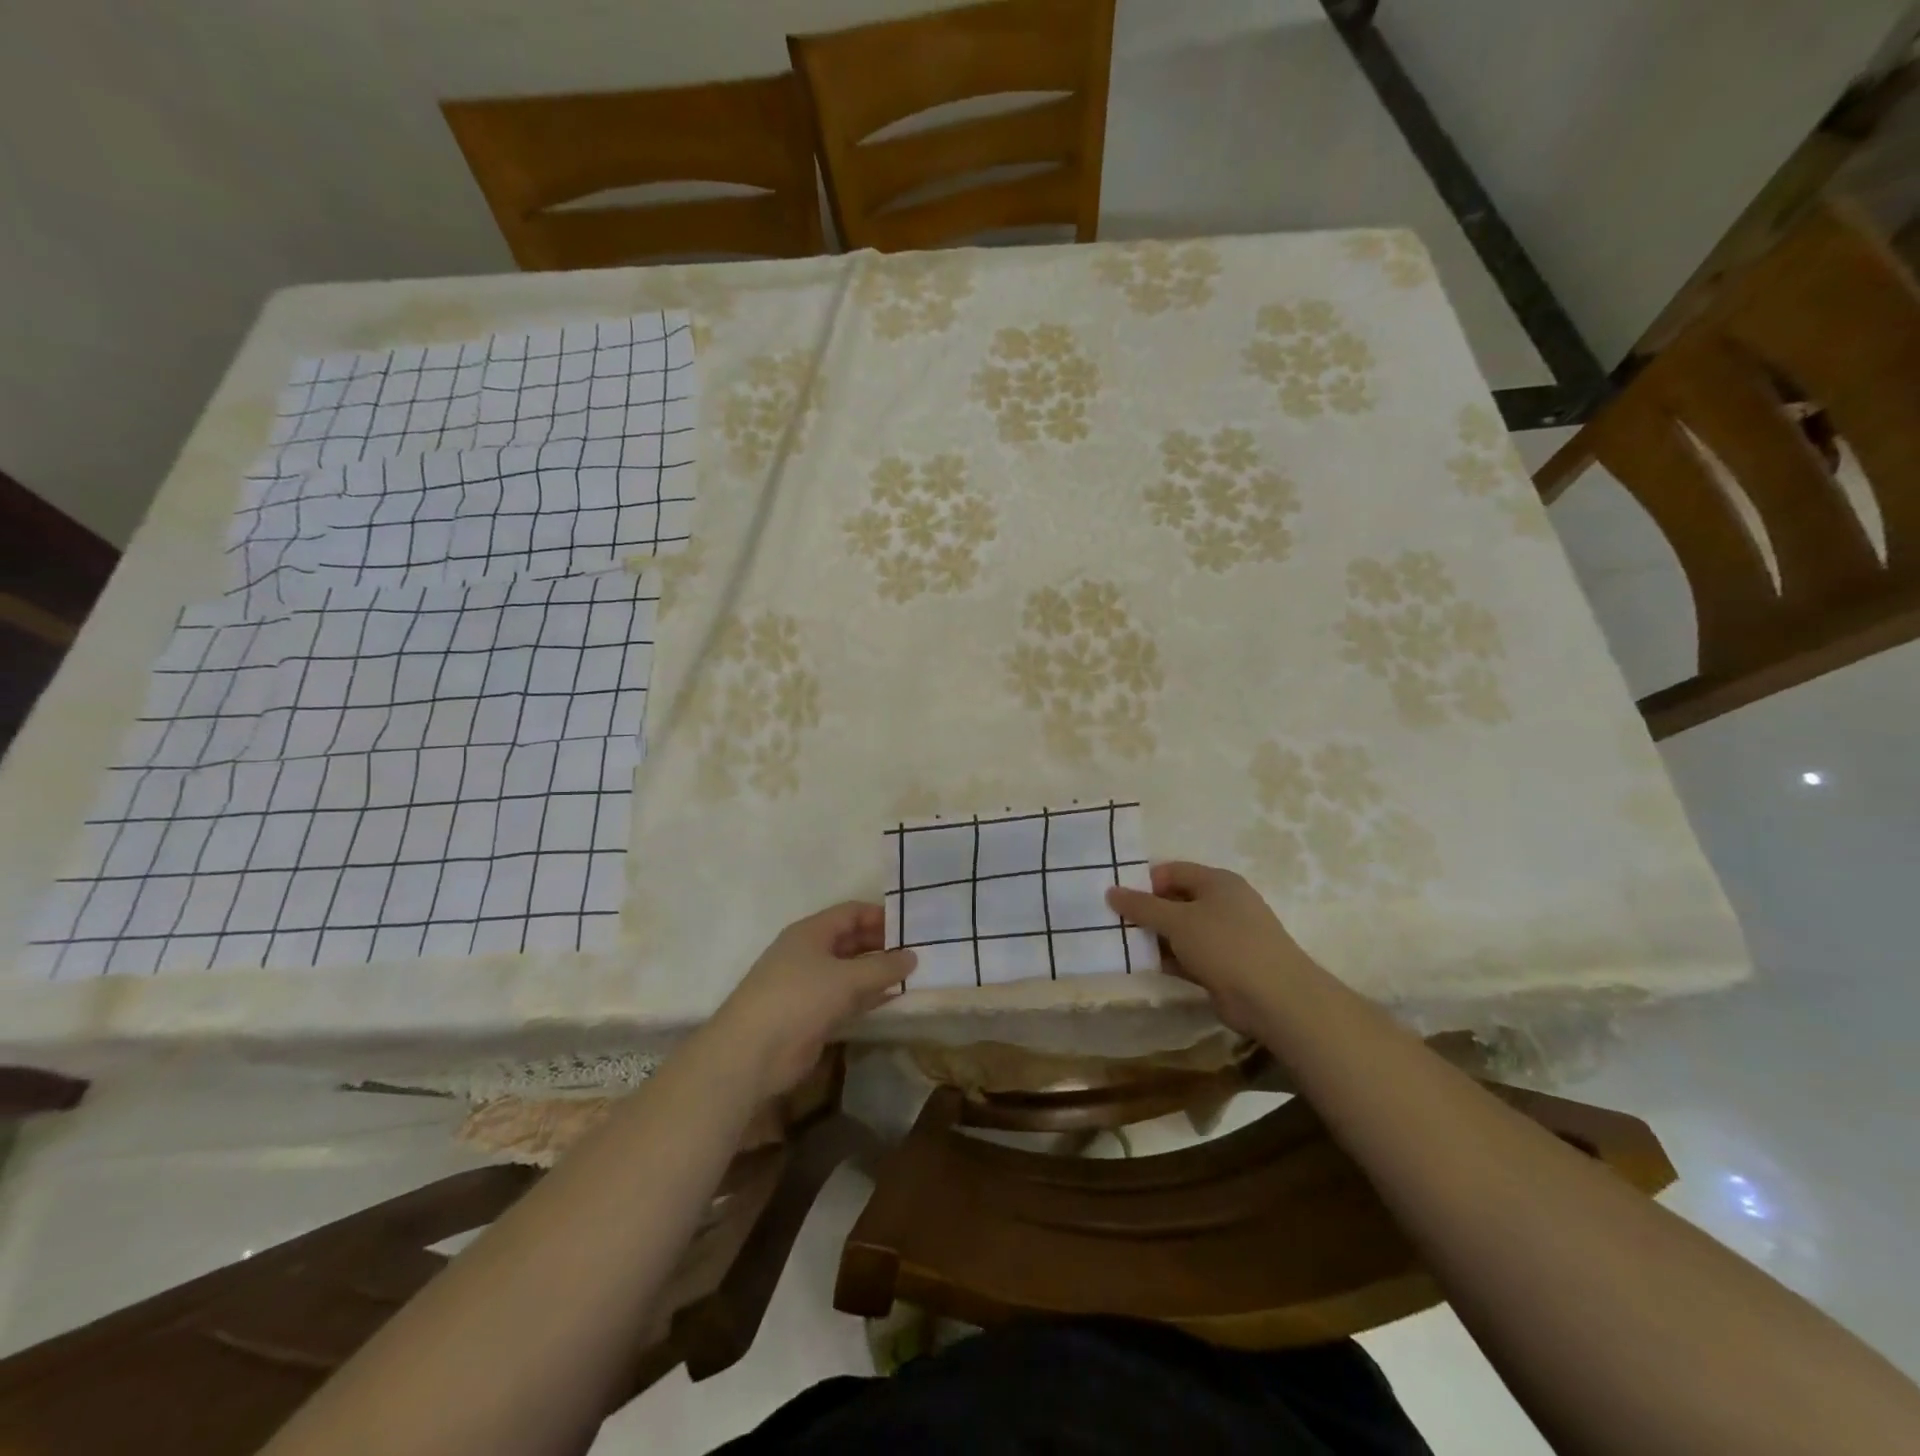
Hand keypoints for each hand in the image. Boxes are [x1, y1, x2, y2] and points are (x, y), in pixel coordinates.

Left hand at [710, 902, 916, 1098]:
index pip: (851, 912)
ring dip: (877, 974)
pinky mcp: (811, 1015)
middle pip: (851, 941)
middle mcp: (809, 953)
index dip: (880, 916)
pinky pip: (846, 999)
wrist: (752, 1053)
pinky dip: (867, 998)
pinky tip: (893, 1001)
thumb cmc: (799, 999)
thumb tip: (912, 957)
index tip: (911, 926)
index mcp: (811, 932)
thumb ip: (883, 967)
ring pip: (850, 972)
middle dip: (882, 946)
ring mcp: (808, 985)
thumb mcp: (846, 978)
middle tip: (918, 954)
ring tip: (913, 977)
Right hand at [1107, 861, 1315, 1036]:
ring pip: (1181, 931)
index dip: (1143, 881)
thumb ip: (1142, 906)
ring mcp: (1225, 937)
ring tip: (1121, 944)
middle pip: (1175, 900)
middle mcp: (1223, 904)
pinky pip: (1188, 956)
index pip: (1172, 871)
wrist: (1274, 999)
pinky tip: (1144, 965)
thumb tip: (1111, 891)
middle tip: (1114, 922)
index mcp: (1217, 882)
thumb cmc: (1225, 945)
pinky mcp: (1223, 967)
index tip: (1116, 898)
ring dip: (1155, 938)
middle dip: (1146, 911)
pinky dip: (1168, 959)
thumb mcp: (1177, 920)